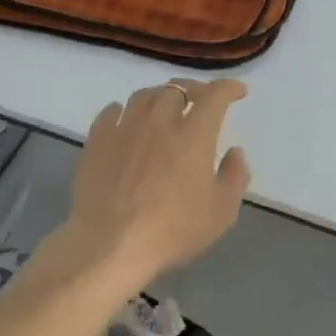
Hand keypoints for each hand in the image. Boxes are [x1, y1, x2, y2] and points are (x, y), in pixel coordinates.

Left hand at [57, 78, 251, 289]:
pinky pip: (110, 112)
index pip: (214, 96)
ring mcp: (125, 129)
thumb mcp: (221, 212)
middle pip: (176, 89)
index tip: (238, 91)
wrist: (108, 247)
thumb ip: (235, 176)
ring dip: (159, 96)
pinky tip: (124, 119)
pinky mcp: (97, 142)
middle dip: (193, 90)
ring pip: (143, 96)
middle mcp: (159, 121)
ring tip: (163, 107)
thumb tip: (235, 152)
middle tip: (199, 101)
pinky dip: (123, 110)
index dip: (229, 88)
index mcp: (193, 134)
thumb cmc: (171, 230)